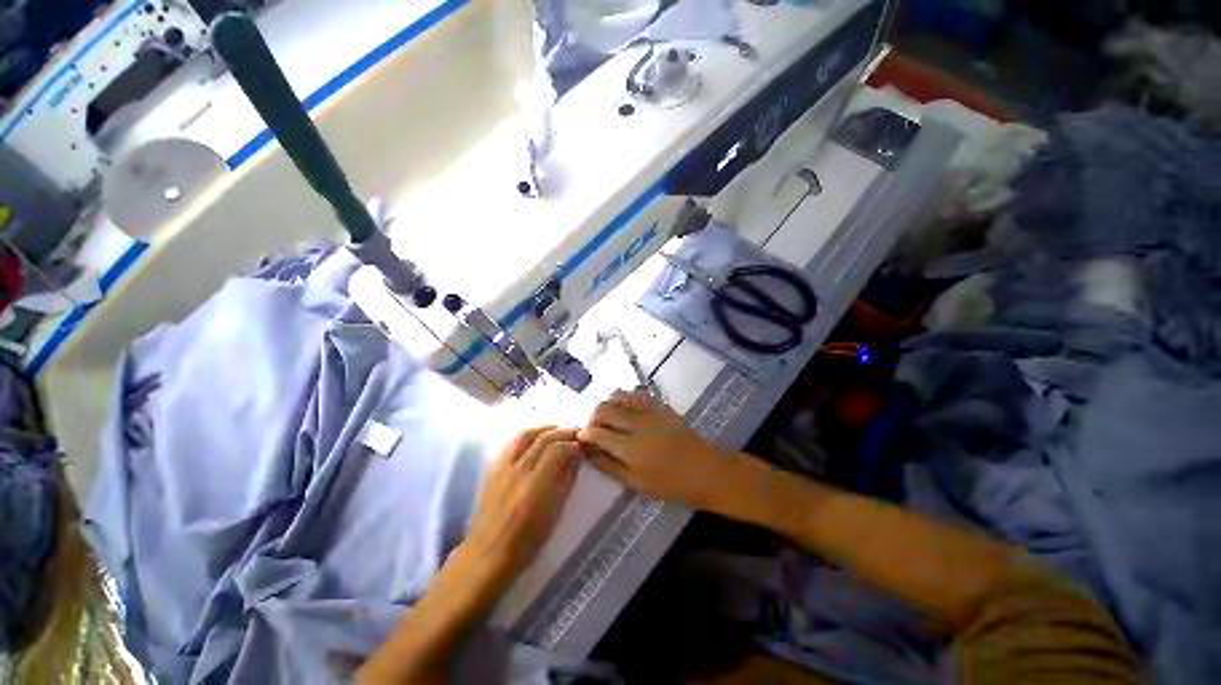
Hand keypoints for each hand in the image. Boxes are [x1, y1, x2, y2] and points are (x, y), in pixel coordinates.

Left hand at [463, 427, 581, 583]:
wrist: (486, 553)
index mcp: (534, 486)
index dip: (572, 444)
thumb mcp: (554, 514)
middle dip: (563, 431)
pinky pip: (512, 442)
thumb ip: (566, 480)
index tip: (583, 446)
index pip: (557, 450)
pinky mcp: (492, 467)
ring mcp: (501, 467)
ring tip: (558, 431)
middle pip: (542, 438)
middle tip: (576, 433)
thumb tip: (577, 456)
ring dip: (545, 428)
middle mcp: (517, 471)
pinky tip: (536, 439)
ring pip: (525, 434)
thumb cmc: (526, 542)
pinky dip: (528, 435)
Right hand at [578, 390, 737, 509]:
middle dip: (593, 417)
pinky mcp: (660, 405)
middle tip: (595, 429)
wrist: (704, 470)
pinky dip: (624, 399)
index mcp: (630, 448)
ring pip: (618, 396)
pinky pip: (635, 394)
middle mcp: (637, 423)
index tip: (582, 438)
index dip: (585, 434)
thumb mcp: (636, 483)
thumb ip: (609, 466)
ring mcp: (650, 411)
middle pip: (604, 409)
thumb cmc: (670, 484)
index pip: (597, 433)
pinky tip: (625, 410)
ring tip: (609, 419)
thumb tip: (589, 453)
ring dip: (607, 405)